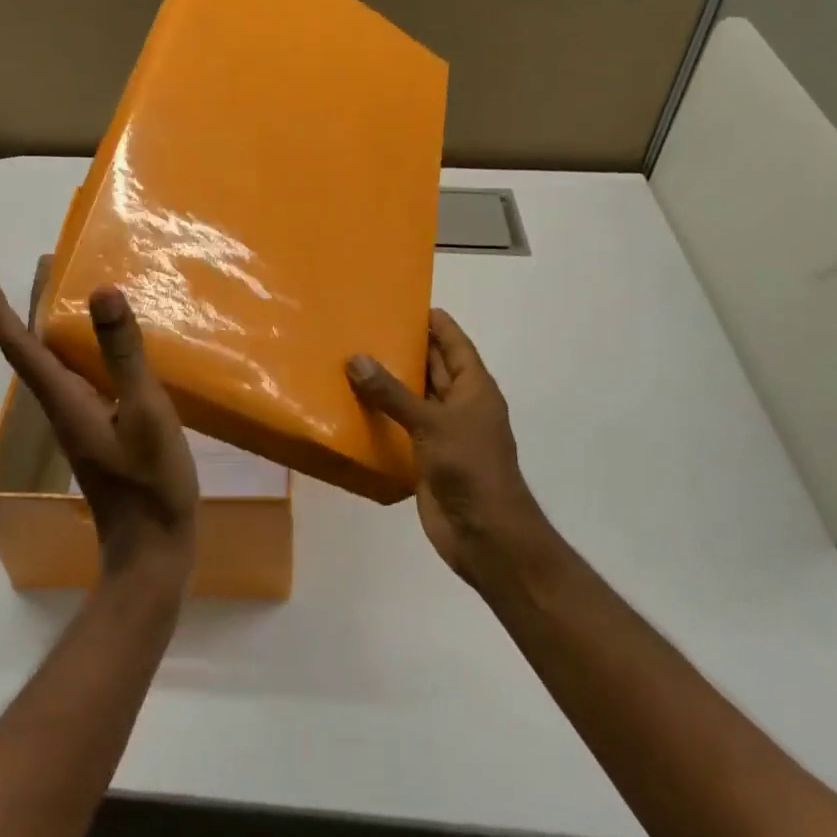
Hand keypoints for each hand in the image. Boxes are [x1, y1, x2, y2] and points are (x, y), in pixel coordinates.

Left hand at [0, 260, 198, 591]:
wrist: (152, 550)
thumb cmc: (150, 484)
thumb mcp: (145, 412)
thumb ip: (123, 355)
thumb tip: (101, 292)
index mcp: (64, 399)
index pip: (19, 345)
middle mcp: (63, 407)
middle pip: (34, 347)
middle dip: (32, 304)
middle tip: (47, 263)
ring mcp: (80, 422)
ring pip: (57, 362)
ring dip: (56, 324)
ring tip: (74, 291)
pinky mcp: (99, 432)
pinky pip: (81, 377)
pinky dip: (84, 349)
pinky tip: (110, 348)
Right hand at [347, 310, 553, 586]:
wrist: (485, 535)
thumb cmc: (470, 468)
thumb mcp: (432, 423)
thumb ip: (392, 393)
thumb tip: (356, 359)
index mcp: (474, 388)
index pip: (454, 343)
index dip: (435, 322)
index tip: (405, 301)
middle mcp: (460, 405)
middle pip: (432, 367)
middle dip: (405, 347)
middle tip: (366, 326)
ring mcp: (443, 433)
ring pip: (413, 397)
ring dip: (389, 382)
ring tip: (351, 358)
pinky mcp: (426, 457)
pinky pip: (401, 427)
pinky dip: (381, 415)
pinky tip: (352, 404)